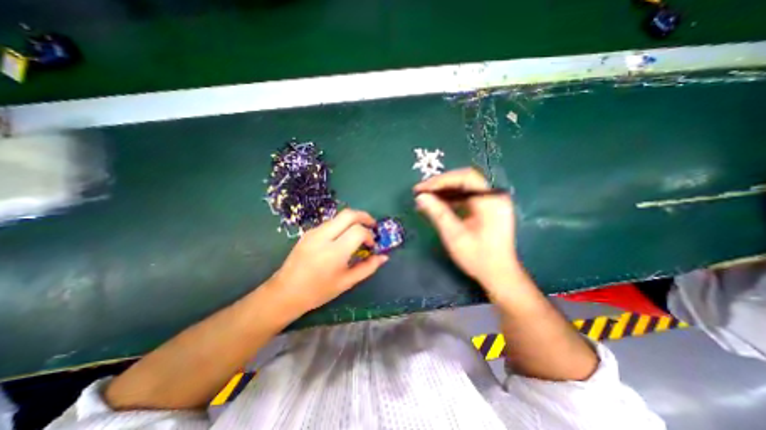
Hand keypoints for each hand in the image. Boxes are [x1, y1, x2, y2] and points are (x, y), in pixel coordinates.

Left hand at [268, 208, 389, 315]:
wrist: (285, 292)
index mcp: (334, 252)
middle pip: (348, 214)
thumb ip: (368, 268)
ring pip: (339, 217)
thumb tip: (384, 257)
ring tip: (359, 232)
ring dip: (353, 220)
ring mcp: (314, 232)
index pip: (358, 231)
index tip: (371, 246)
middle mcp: (323, 237)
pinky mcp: (308, 232)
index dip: (369, 236)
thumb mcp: (347, 282)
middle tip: (372, 225)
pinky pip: (330, 223)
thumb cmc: (318, 291)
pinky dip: (342, 225)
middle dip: (364, 216)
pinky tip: (343, 238)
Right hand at [413, 168, 519, 289]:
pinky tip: (437, 204)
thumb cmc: (478, 257)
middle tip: (421, 191)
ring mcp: (492, 202)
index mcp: (490, 201)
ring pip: (464, 187)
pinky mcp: (487, 208)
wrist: (499, 274)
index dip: (441, 180)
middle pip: (465, 180)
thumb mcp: (454, 235)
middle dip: (441, 184)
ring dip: (444, 191)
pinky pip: (467, 197)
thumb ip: (438, 213)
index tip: (422, 188)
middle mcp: (494, 196)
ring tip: (425, 198)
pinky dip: (451, 199)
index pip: (465, 178)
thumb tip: (421, 197)